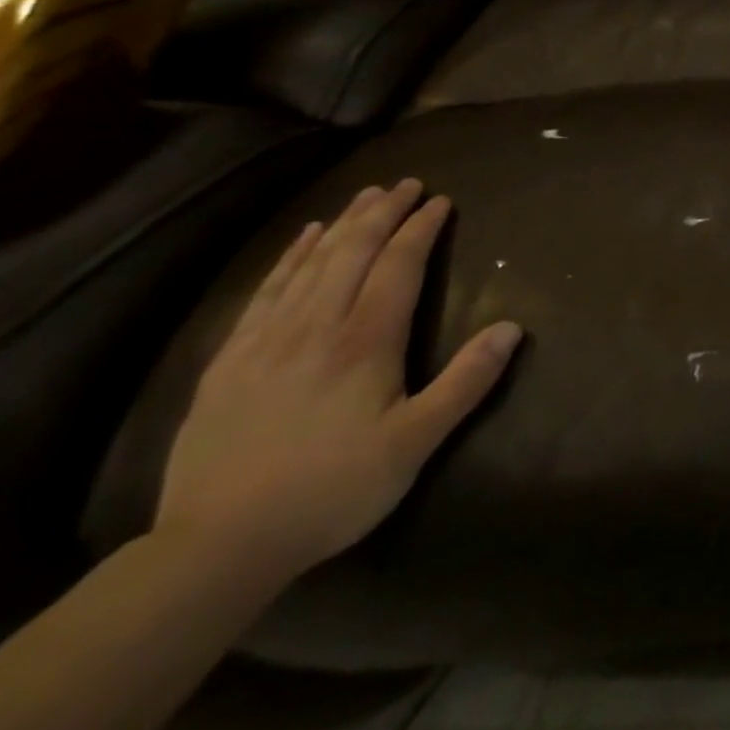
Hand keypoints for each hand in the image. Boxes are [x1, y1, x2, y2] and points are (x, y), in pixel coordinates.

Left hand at [154, 181, 522, 583]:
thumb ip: (466, 382)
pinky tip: (303, 240)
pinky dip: (290, 257)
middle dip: (383, 213)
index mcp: (365, 342)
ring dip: (343, 225)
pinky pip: (265, 291)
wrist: (216, 546)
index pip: (399, 266)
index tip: (440, 200)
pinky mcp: (229, 361)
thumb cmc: (332, 490)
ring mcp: (267, 340)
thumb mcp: (415, 443)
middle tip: (406, 184)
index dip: (421, 229)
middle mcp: (317, 326)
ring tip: (364, 196)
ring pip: (311, 264)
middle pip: (353, 252)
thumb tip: (513, 327)